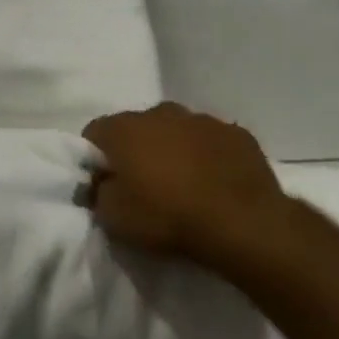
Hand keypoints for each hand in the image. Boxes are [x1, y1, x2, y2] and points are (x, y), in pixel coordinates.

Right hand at [82, 103, 287, 260]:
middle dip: (135, 150)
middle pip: (136, 127)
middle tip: (142, 185)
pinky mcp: (238, 135)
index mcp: (123, 128)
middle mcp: (160, 113)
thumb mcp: (113, 217)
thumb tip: (99, 184)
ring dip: (172, 150)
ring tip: (182, 185)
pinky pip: (211, 141)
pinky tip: (214, 184)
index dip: (95, 159)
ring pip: (176, 130)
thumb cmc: (167, 217)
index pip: (94, 133)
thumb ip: (97, 193)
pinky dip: (207, 156)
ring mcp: (202, 120)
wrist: (244, 225)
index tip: (104, 183)